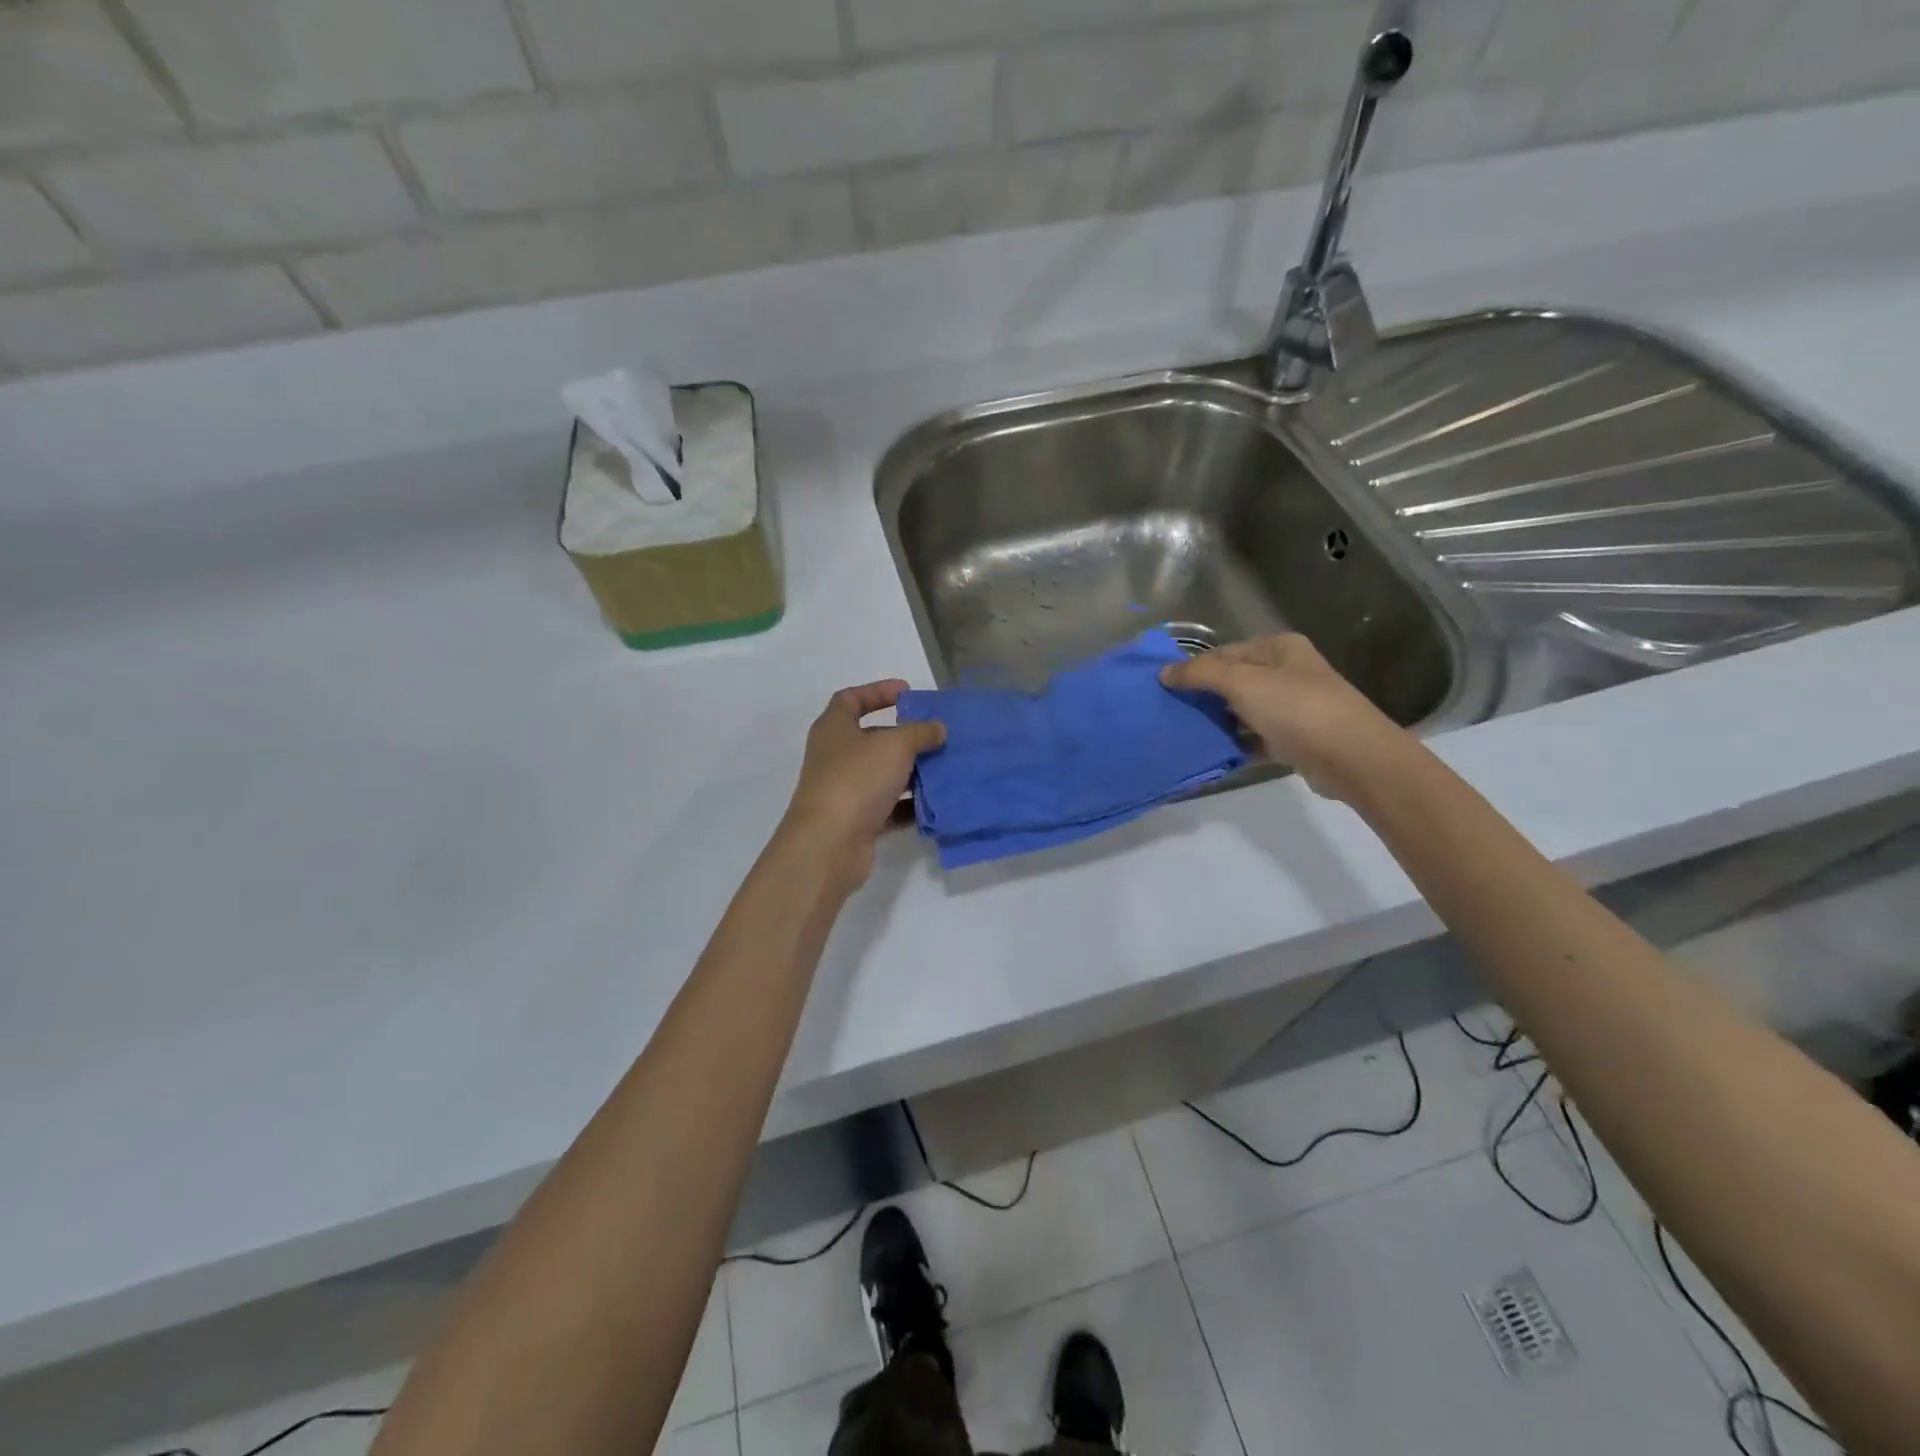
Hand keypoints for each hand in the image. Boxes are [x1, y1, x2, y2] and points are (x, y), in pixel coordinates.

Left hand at [779, 680, 944, 887]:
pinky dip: (910, 805)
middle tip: (937, 735)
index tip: (908, 692)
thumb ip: (920, 732)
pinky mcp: (857, 821)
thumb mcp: (894, 746)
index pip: (851, 699)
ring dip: (912, 771)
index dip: (878, 691)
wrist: (829, 844)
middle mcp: (836, 756)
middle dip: (905, 736)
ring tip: (945, 768)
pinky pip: (889, 807)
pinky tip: (937, 803)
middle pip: (872, 738)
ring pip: (883, 774)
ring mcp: (845, 790)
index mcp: (834, 728)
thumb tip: (937, 728)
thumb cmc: (857, 780)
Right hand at [1160, 634, 1405, 800]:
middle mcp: (1287, 672)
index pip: (1224, 653)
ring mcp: (1292, 707)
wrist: (1352, 757)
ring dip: (1217, 723)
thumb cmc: (1296, 708)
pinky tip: (1211, 755)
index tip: (1164, 689)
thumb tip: (1163, 672)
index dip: (1194, 669)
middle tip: (1169, 713)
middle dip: (1203, 697)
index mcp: (1278, 648)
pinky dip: (1235, 745)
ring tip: (1184, 735)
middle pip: (1233, 682)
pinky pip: (1254, 739)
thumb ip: (1200, 674)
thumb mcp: (1242, 682)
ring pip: (1242, 712)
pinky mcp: (1294, 740)